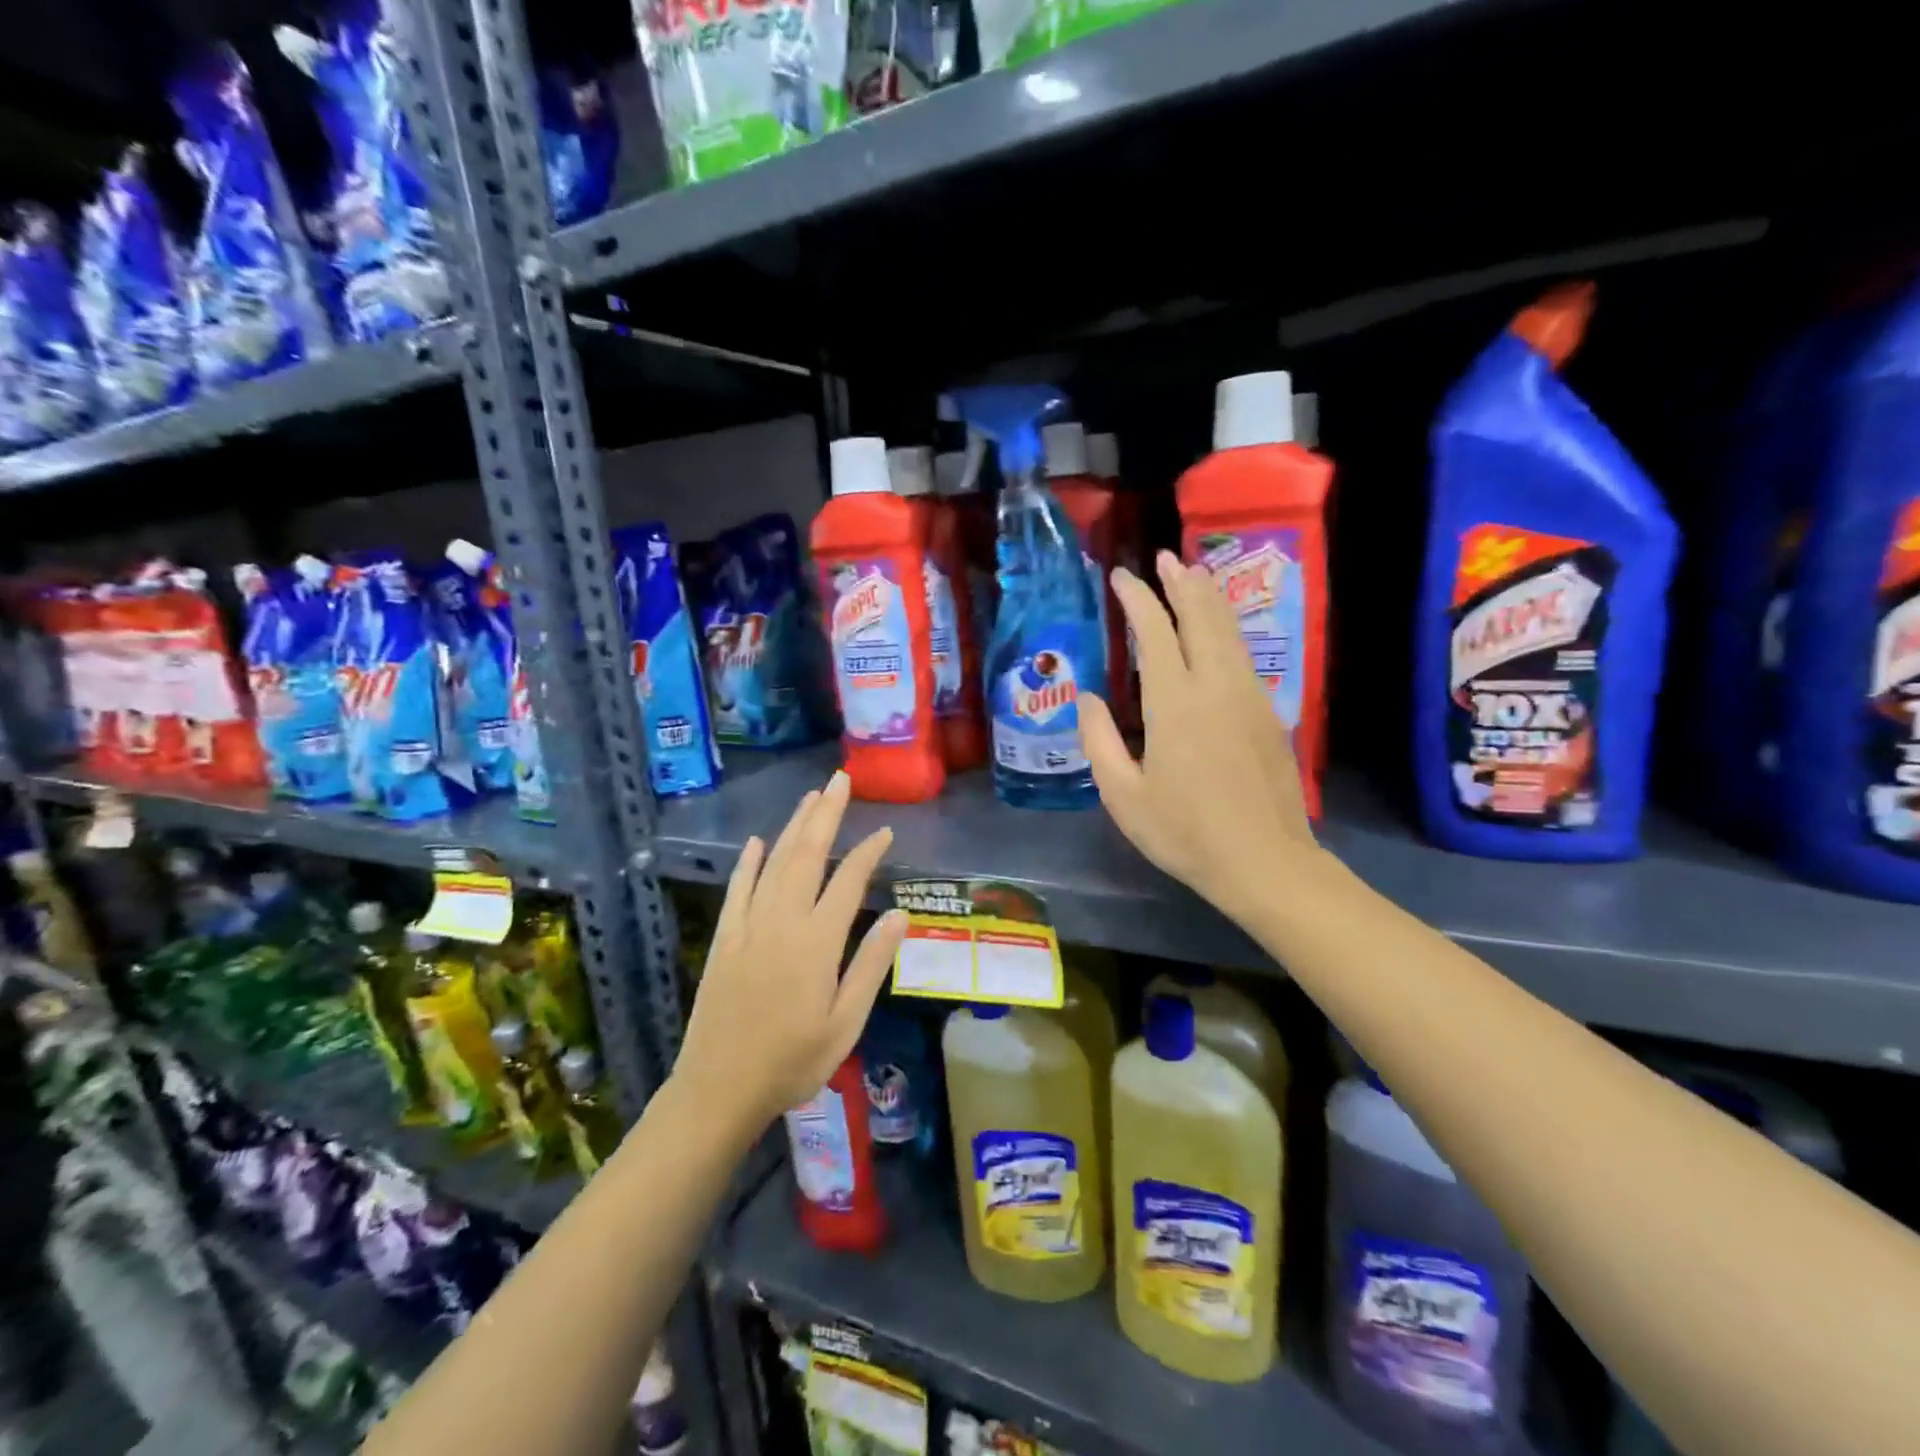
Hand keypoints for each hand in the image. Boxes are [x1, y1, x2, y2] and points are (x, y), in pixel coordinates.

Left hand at [670, 771, 907, 1133]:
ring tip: (811, 797)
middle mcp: (782, 921)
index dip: (868, 852)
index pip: (848, 881)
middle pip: (807, 855)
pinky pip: (738, 889)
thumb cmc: (793, 1061)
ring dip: (793, 826)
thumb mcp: (845, 1022)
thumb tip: (902, 914)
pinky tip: (757, 842)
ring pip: (774, 863)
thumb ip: (871, 964)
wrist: (719, 1090)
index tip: (885, 831)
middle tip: (840, 781)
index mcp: (817, 941)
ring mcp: (748, 926)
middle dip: (826, 815)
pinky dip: (748, 862)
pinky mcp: (724, 939)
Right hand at [1079, 551, 1326, 924]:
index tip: (1121, 577)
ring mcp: (1249, 696)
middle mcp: (1216, 686)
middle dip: (1181, 583)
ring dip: (1208, 599)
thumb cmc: (1184, 833)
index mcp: (1174, 703)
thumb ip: (1100, 741)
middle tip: (1164, 558)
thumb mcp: (1123, 796)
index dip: (1137, 599)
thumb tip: (1089, 697)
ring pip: (1229, 631)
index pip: (1155, 633)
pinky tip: (1218, 632)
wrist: (1264, 862)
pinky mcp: (1268, 713)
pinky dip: (1226, 629)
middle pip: (1201, 617)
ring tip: (1193, 575)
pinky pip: (1243, 654)